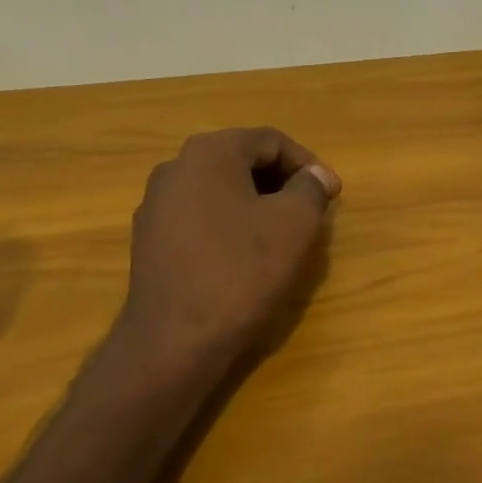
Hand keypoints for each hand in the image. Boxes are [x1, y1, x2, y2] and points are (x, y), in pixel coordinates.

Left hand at [118, 127, 340, 368]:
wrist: (173, 341)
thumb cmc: (240, 272)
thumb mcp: (294, 225)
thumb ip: (311, 189)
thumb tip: (316, 175)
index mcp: (208, 152)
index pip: (270, 141)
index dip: (308, 165)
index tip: (332, 195)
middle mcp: (175, 167)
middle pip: (241, 161)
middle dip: (281, 183)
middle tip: (310, 213)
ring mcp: (156, 204)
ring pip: (219, 190)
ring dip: (255, 205)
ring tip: (281, 236)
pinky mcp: (149, 239)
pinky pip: (199, 217)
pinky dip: (228, 225)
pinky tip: (243, 257)